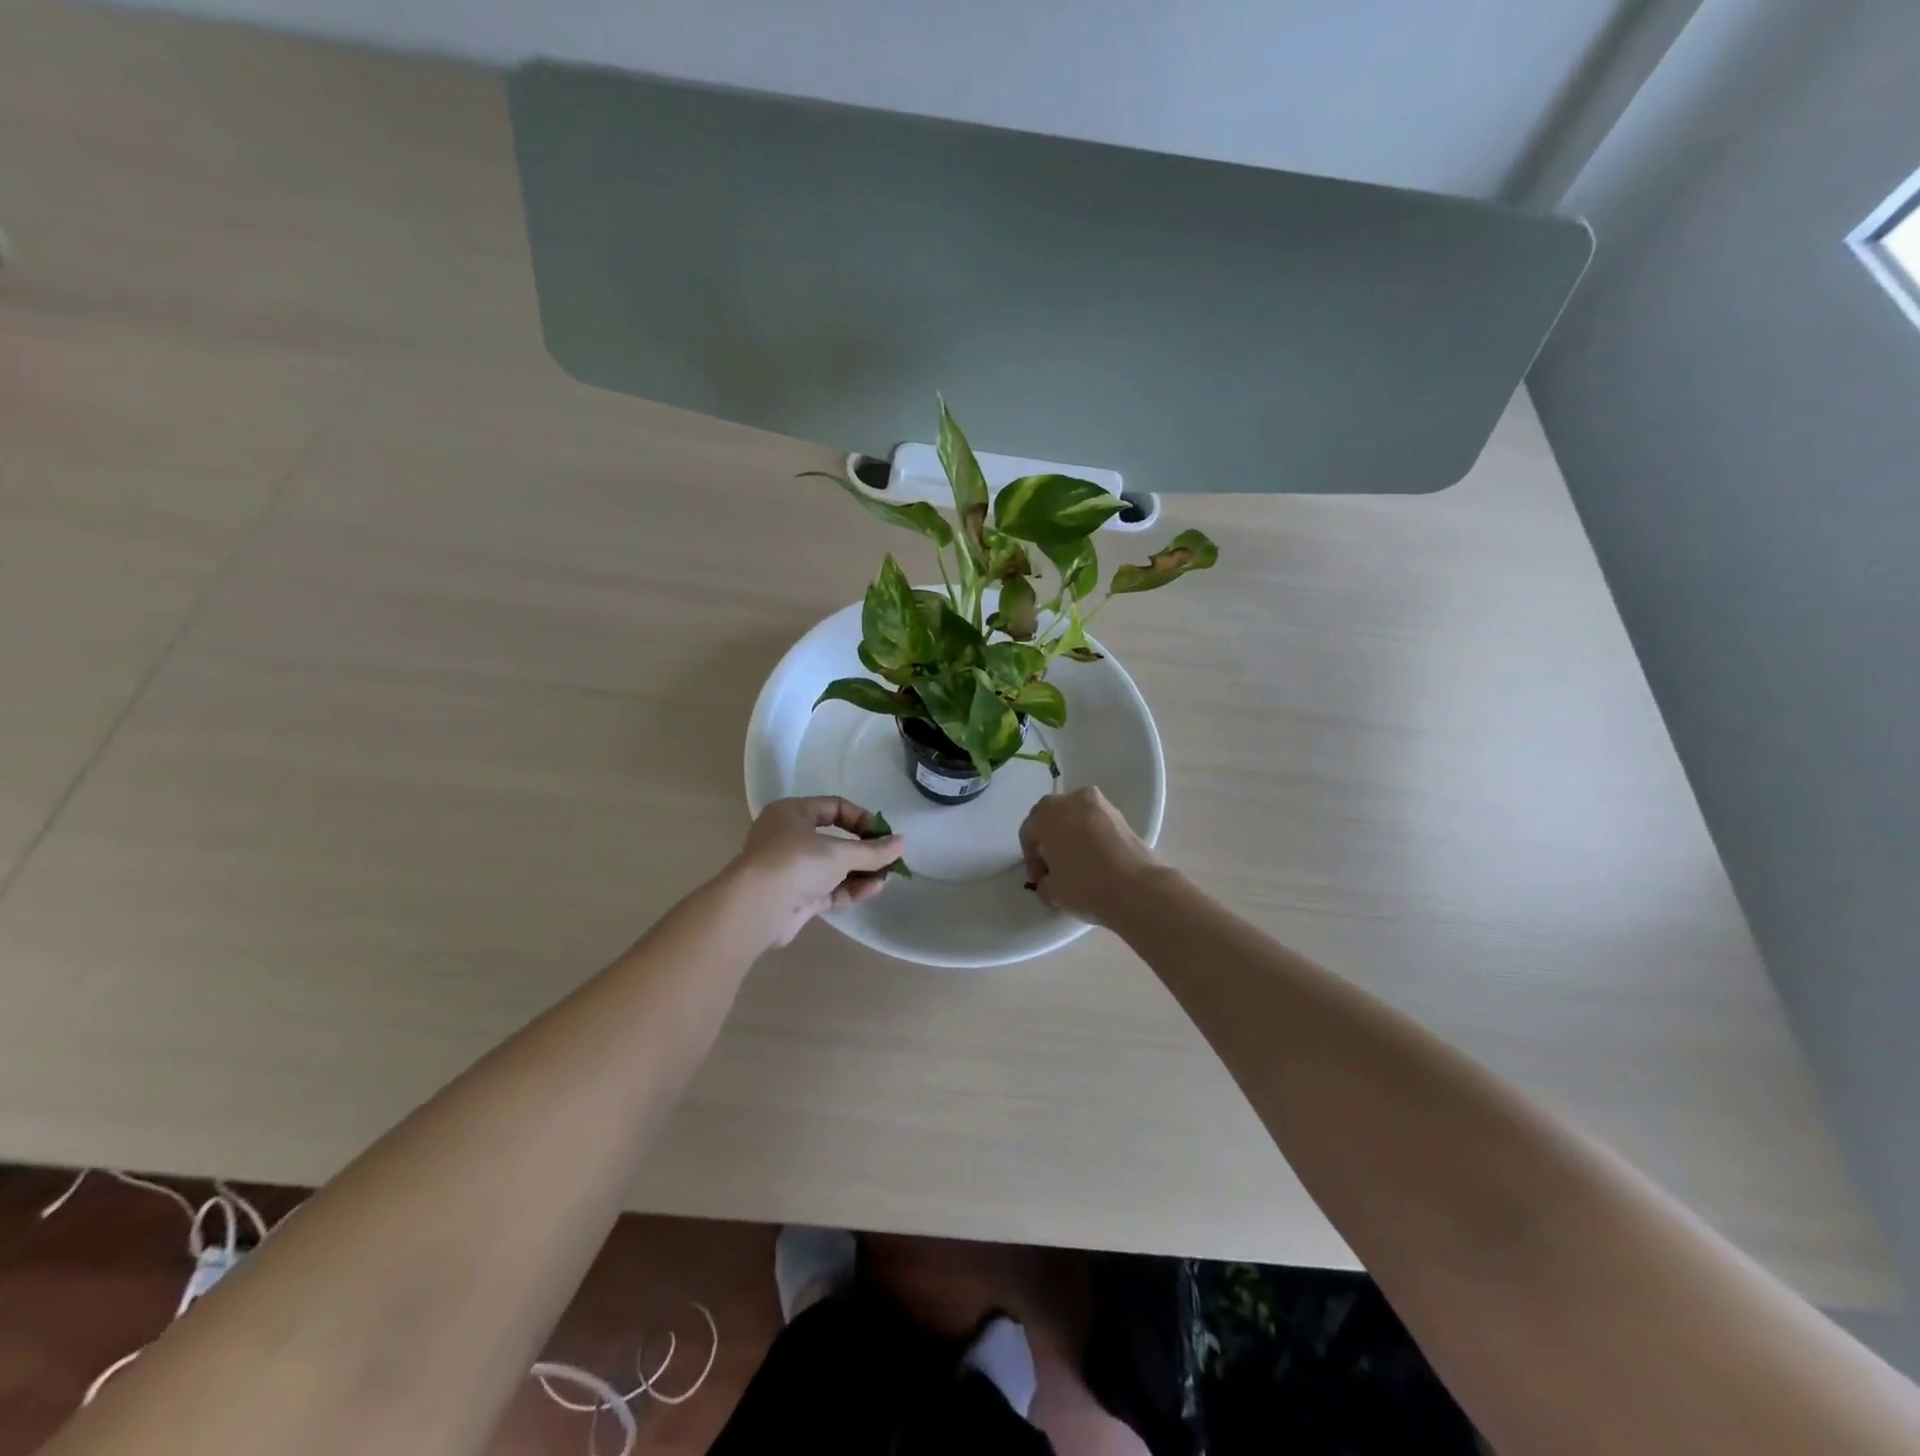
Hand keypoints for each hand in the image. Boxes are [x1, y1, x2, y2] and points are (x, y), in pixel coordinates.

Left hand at [729, 797, 905, 947]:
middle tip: (889, 857)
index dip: (862, 818)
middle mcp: (788, 837)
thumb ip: (873, 850)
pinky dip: (850, 888)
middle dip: (864, 849)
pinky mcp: (795, 897)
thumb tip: (902, 843)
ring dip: (860, 871)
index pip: (834, 807)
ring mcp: (790, 869)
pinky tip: (874, 889)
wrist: (755, 909)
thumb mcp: (839, 852)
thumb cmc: (795, 863)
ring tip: (887, 876)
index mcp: (792, 813)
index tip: (884, 834)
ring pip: (832, 867)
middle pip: (834, 839)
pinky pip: (828, 888)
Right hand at [1018, 787, 1161, 925]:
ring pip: (1076, 819)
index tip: (1039, 880)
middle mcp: (1072, 800)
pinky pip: (1096, 824)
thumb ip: (1044, 880)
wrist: (1137, 888)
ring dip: (1072, 837)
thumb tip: (1049, 879)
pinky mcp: (1122, 816)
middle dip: (1050, 841)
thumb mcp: (1051, 890)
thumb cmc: (1084, 885)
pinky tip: (1096, 861)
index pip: (1029, 832)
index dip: (1031, 858)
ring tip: (1076, 865)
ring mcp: (1100, 804)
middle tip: (1054, 868)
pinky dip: (1092, 838)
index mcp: (1047, 813)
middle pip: (1053, 819)